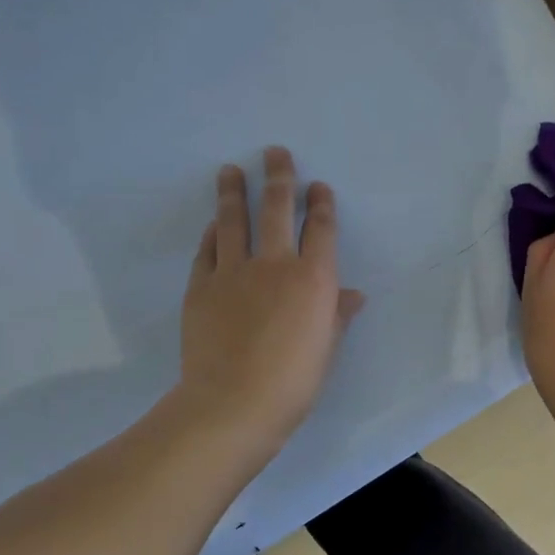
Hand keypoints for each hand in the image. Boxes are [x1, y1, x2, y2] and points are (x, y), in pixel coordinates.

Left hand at [180, 146, 363, 449]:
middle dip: (279, 177)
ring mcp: (233, 272)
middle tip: (275, 152)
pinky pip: (207, 251)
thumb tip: (353, 295)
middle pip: (276, 209)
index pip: (320, 229)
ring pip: (233, 221)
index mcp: (314, 279)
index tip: (318, 187)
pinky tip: (213, 225)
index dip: (321, 204)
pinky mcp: (201, 287)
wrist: (233, 403)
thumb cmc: (293, 382)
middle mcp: (275, 264)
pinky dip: (212, 234)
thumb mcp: (326, 348)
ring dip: (233, 192)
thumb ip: (336, 315)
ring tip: (230, 170)